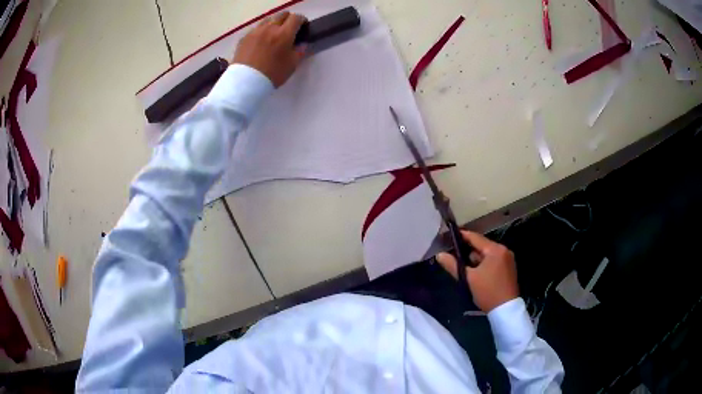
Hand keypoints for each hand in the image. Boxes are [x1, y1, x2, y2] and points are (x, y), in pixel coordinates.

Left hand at [232, 12, 306, 87]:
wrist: (245, 82)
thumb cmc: (272, 74)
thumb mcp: (292, 65)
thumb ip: (300, 51)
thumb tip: (302, 43)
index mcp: (284, 34)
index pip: (296, 18)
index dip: (301, 21)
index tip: (302, 27)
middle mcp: (270, 28)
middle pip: (282, 15)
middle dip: (288, 20)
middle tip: (289, 29)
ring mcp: (255, 31)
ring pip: (268, 20)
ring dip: (274, 24)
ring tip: (274, 34)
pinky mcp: (244, 37)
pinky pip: (256, 29)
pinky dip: (262, 31)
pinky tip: (261, 42)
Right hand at [436, 230, 518, 311]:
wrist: (506, 310)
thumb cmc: (487, 292)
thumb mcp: (468, 279)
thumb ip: (453, 265)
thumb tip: (439, 255)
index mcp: (495, 249)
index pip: (475, 237)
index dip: (462, 236)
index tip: (450, 235)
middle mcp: (504, 250)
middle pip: (482, 246)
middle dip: (468, 251)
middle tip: (453, 254)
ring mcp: (508, 259)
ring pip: (487, 254)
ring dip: (476, 259)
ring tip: (463, 266)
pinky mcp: (509, 268)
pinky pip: (493, 260)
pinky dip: (484, 264)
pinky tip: (476, 272)